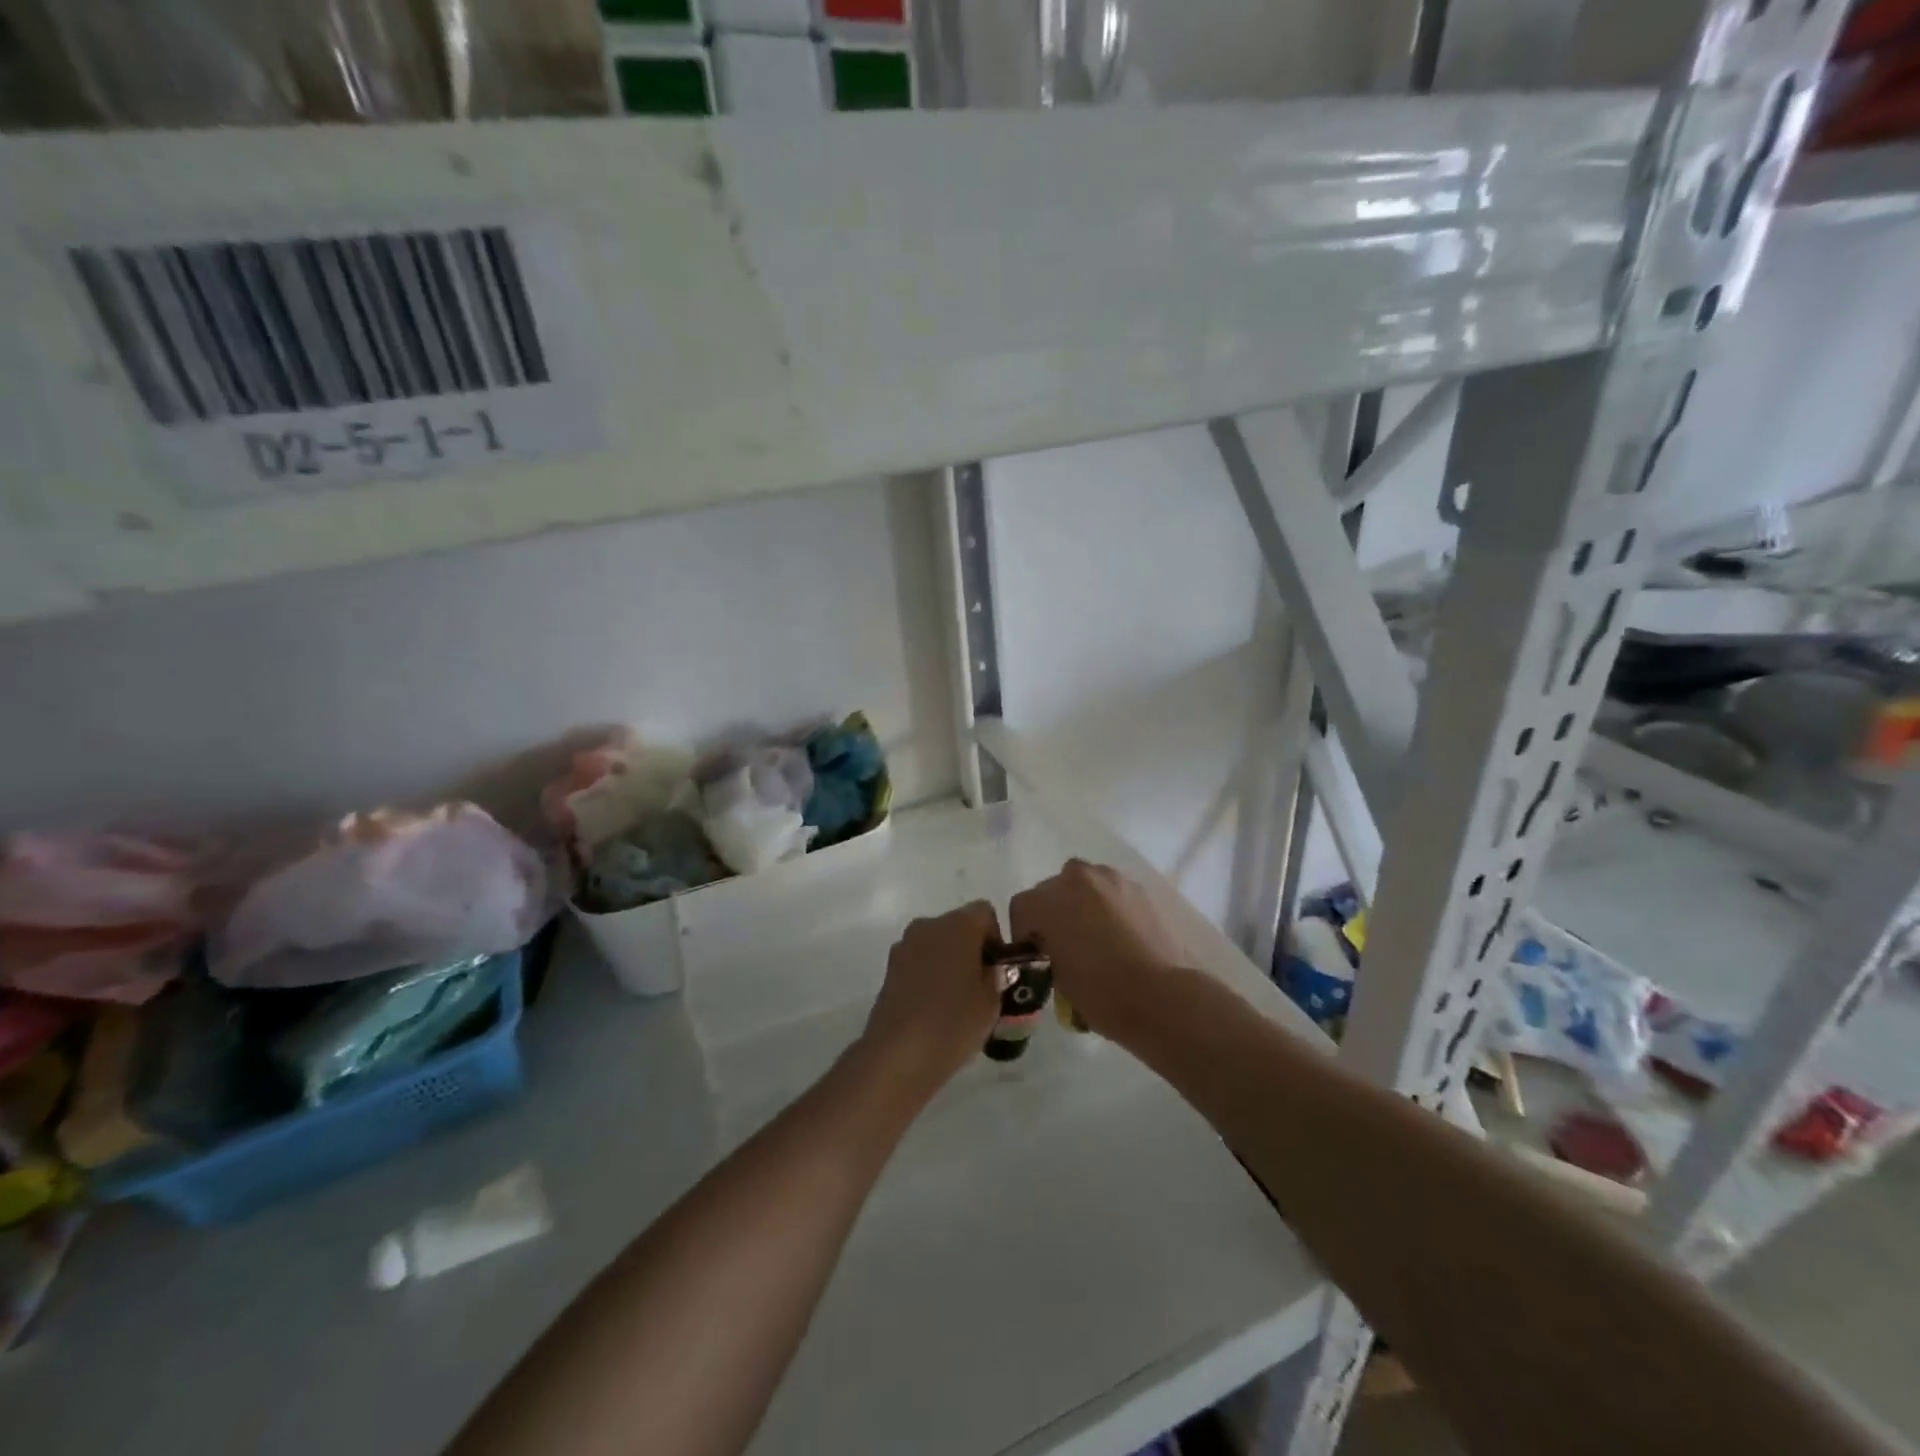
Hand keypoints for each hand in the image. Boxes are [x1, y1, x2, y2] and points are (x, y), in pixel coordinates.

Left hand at [857, 901, 1005, 1103]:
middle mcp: (929, 925)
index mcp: (959, 924)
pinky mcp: (889, 968)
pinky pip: (918, 962)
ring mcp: (905, 945)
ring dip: (948, 962)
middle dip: (971, 949)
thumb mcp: (992, 1001)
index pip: (985, 913)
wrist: (899, 1054)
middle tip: (981, 986)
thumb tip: (992, 968)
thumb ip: (997, 975)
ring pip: (936, 944)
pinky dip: (928, 975)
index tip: (998, 969)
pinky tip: (933, 1007)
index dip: (995, 938)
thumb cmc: (954, 1022)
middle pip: (958, 926)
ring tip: (956, 1000)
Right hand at [1010, 860, 1185, 1040]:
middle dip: (1052, 914)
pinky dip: (1108, 907)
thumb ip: (1046, 950)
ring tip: (1093, 937)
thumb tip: (1052, 947)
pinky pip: (1111, 892)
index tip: (1035, 956)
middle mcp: (1076, 878)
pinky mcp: (1139, 889)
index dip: (1024, 933)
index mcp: (1048, 900)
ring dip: (1081, 904)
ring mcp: (1111, 879)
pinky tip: (1118, 935)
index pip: (1021, 908)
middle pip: (1052, 890)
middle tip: (1063, 945)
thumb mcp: (1056, 977)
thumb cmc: (1099, 992)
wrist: (1160, 996)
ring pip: (1084, 886)